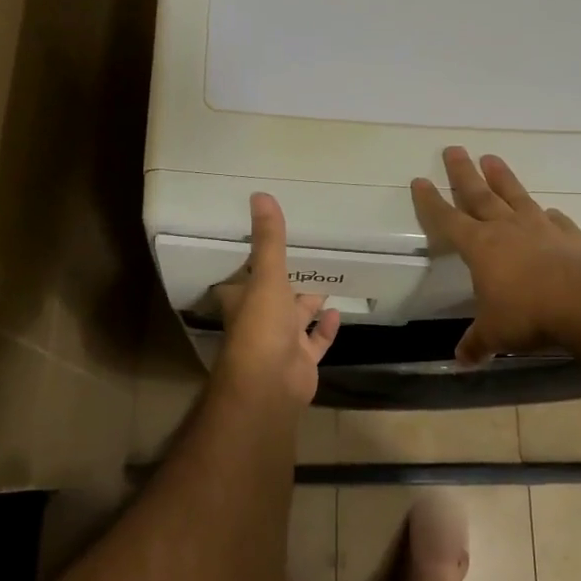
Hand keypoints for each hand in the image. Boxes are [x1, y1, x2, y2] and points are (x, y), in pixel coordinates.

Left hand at [212, 193, 340, 411]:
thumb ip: (269, 240)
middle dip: (287, 282)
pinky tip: (336, 313)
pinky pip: (315, 342)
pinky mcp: (301, 362)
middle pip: (273, 297)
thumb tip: (260, 194)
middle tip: (305, 259)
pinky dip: (325, 329)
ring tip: (327, 282)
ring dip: (308, 305)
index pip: (244, 277)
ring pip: (295, 319)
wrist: (269, 386)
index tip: (264, 245)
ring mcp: (280, 343)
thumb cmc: (261, 327)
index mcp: (244, 299)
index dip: (252, 263)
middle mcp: (259, 320)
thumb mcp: (267, 276)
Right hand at [411, 147, 580, 364]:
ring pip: (515, 195)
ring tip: (491, 158)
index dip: (431, 202)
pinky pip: (555, 219)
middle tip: (453, 149)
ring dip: (502, 177)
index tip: (419, 180)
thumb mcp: (495, 333)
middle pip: (479, 194)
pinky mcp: (569, 235)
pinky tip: (548, 211)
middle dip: (463, 173)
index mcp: (480, 247)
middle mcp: (507, 228)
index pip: (447, 220)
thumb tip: (460, 360)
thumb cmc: (528, 315)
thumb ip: (477, 343)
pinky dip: (548, 214)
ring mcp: (540, 228)